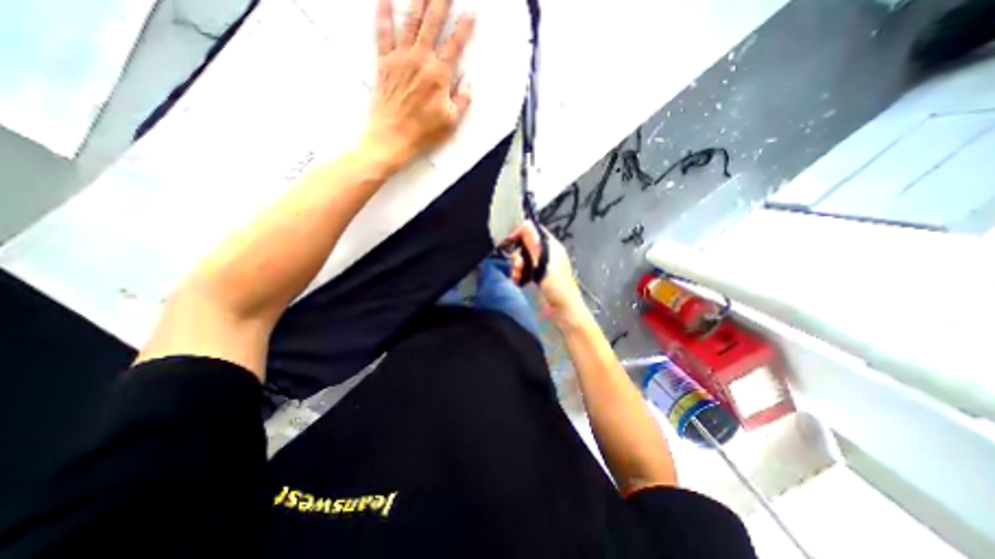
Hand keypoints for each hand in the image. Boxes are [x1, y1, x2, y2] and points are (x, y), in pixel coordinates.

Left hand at [365, 0, 475, 165]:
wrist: (392, 137)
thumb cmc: (424, 133)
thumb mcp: (451, 122)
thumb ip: (462, 100)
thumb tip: (467, 82)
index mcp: (439, 75)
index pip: (454, 45)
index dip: (464, 27)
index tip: (471, 11)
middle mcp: (420, 60)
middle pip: (432, 23)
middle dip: (441, 1)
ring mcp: (400, 59)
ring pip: (410, 21)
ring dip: (418, 0)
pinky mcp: (384, 63)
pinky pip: (382, 32)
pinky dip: (383, 13)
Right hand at [508, 222, 584, 324]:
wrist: (562, 312)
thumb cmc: (557, 286)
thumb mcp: (544, 263)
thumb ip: (533, 244)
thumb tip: (524, 223)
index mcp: (552, 247)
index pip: (535, 231)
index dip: (522, 232)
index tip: (510, 239)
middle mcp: (546, 254)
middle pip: (526, 245)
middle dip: (518, 253)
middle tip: (518, 265)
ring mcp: (540, 267)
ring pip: (522, 258)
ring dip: (516, 265)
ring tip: (517, 276)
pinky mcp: (535, 278)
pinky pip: (522, 270)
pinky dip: (518, 274)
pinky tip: (517, 280)